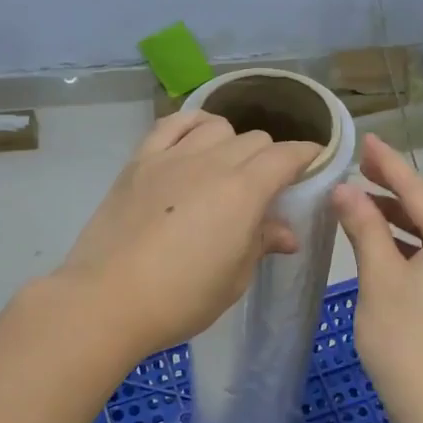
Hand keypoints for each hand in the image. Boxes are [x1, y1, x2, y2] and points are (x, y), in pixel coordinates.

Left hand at [55, 110, 321, 360]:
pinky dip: (192, 123)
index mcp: (244, 192)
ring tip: (228, 166)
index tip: (314, 163)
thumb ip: (261, 244)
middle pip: (255, 140)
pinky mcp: (139, 161)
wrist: (108, 299)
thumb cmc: (181, 299)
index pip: (286, 156)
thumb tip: (286, 234)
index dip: (307, 155)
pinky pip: (172, 124)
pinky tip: (196, 138)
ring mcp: (172, 157)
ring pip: (217, 127)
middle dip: (271, 157)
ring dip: (233, 142)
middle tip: (267, 187)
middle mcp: (212, 162)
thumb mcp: (234, 279)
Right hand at [332, 135, 422, 422]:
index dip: (388, 165)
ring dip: (401, 213)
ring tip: (363, 199)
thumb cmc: (404, 340)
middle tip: (360, 166)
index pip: (419, 190)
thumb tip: (345, 190)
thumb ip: (364, 227)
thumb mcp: (379, 278)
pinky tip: (383, 237)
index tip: (365, 140)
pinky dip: (410, 238)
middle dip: (396, 184)